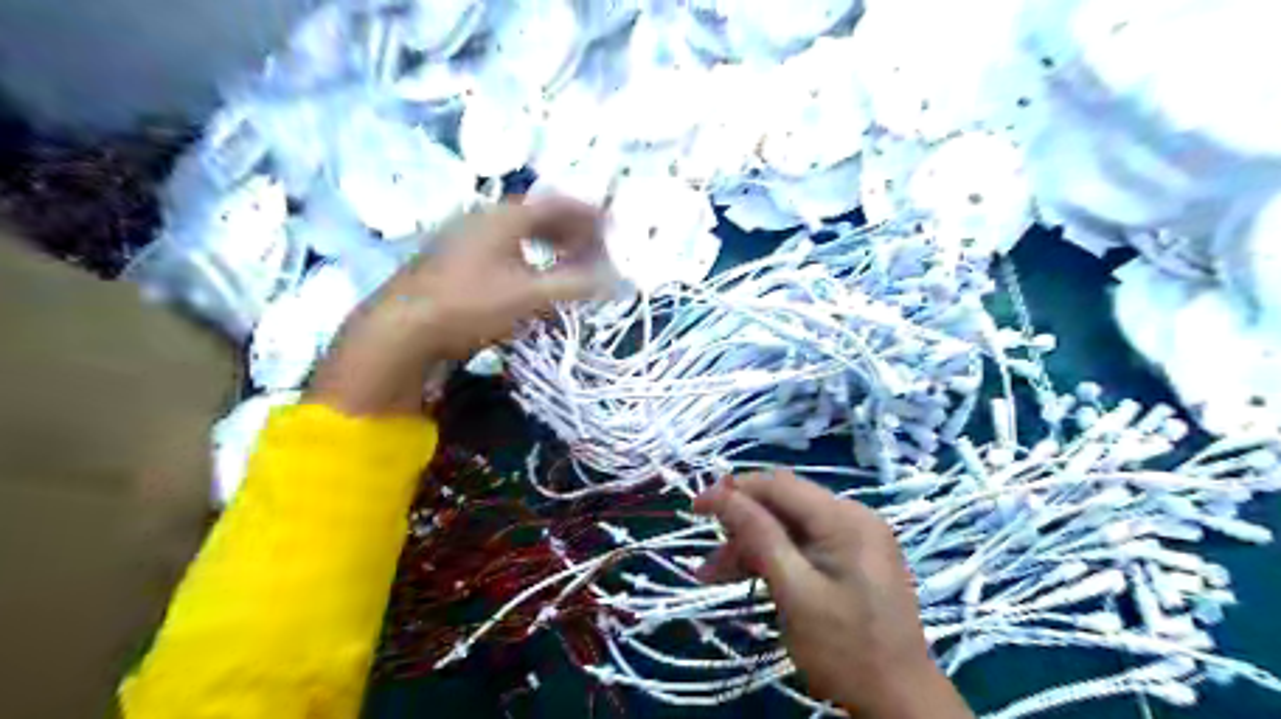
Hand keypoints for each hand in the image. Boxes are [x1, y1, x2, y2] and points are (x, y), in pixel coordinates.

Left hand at [305, 200, 611, 413]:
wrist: (402, 327)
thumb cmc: (469, 303)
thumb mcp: (529, 295)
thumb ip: (574, 284)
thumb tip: (615, 280)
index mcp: (504, 217)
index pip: (555, 204)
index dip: (586, 213)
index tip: (609, 225)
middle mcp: (484, 219)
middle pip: (536, 216)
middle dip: (569, 230)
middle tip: (592, 247)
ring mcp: (464, 238)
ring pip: (517, 233)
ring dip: (548, 244)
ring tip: (567, 262)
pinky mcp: (453, 261)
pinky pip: (502, 248)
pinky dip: (526, 257)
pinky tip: (529, 278)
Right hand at [696, 473, 967, 717]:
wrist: (901, 702)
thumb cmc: (845, 650)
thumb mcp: (794, 592)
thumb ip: (759, 536)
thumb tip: (722, 494)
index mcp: (844, 518)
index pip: (778, 485)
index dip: (733, 490)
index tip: (696, 508)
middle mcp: (852, 516)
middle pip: (783, 504)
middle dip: (741, 526)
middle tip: (708, 561)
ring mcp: (855, 536)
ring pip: (789, 525)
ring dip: (753, 545)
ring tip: (716, 576)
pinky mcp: (853, 557)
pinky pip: (804, 543)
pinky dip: (775, 557)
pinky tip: (750, 576)